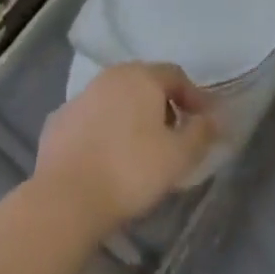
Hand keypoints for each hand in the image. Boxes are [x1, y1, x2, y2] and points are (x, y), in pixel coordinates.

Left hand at [33, 63, 217, 238]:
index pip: (176, 75)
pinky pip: (91, 118)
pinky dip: (104, 130)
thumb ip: (201, 133)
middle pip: (144, 82)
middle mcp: (110, 76)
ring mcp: (81, 96)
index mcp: (141, 77)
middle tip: (174, 135)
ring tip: (140, 148)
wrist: (65, 198)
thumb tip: (216, 118)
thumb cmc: (130, 171)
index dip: (194, 97)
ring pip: (115, 98)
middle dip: (163, 104)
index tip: (204, 123)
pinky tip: (106, 157)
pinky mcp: (58, 120)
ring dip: (132, 116)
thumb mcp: (178, 157)